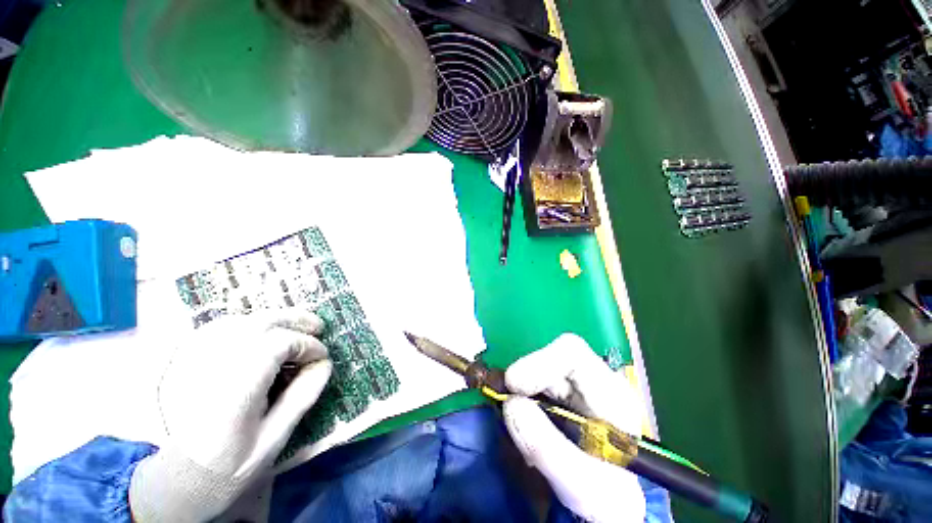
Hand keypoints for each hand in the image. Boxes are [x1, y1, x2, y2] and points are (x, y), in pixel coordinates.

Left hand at [130, 311, 331, 522]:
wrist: (184, 477)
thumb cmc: (232, 463)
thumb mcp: (275, 437)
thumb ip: (302, 397)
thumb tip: (325, 364)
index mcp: (235, 390)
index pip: (277, 345)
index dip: (307, 345)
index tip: (322, 357)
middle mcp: (212, 369)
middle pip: (258, 324)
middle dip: (294, 320)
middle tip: (317, 327)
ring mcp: (194, 364)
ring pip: (239, 321)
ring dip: (273, 319)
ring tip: (294, 326)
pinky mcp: (187, 363)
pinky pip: (218, 329)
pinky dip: (246, 323)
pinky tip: (260, 331)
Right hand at [503, 334, 646, 522]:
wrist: (607, 504)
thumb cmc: (606, 498)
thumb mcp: (582, 487)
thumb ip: (547, 448)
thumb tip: (512, 404)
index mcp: (611, 394)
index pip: (572, 353)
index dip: (538, 361)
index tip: (514, 385)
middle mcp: (594, 381)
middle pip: (551, 357)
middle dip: (526, 379)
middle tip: (508, 404)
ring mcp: (576, 385)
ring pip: (538, 368)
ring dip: (521, 393)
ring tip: (522, 427)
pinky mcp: (561, 392)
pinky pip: (533, 384)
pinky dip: (521, 399)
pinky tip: (526, 425)